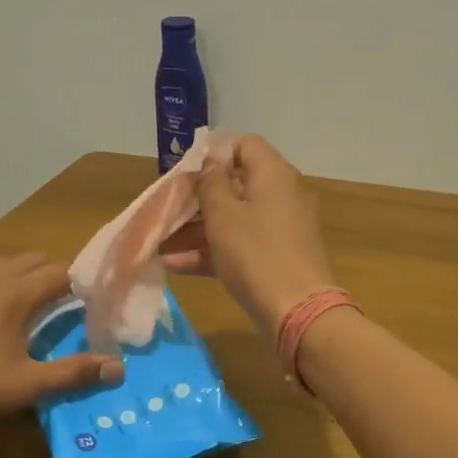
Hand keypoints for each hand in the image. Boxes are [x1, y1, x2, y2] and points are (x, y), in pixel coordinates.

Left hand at [0, 255, 122, 430]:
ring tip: (34, 304)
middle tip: (71, 304)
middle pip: (33, 260)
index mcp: (15, 293)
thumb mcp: (25, 385)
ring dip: (25, 275)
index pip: (61, 272)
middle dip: (57, 275)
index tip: (97, 299)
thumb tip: (118, 367)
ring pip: (4, 263)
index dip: (83, 281)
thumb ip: (74, 373)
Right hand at [163, 135, 337, 335]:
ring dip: (197, 229)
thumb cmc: (256, 254)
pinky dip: (212, 251)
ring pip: (235, 219)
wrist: (297, 312)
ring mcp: (281, 229)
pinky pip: (241, 245)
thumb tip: (211, 163)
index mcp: (274, 175)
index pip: (244, 145)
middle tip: (166, 209)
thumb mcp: (223, 214)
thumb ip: (210, 183)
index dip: (213, 153)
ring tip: (160, 243)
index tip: (184, 171)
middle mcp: (282, 195)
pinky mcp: (277, 258)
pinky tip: (175, 265)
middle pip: (236, 184)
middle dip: (197, 198)